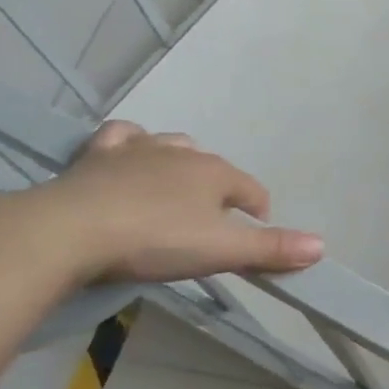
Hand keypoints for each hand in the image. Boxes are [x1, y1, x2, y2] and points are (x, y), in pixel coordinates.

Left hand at [23, 121, 323, 284]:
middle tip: (210, 223)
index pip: (252, 189)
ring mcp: (136, 151)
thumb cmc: (153, 240)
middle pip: (213, 167)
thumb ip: (270, 248)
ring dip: (181, 163)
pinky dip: (130, 144)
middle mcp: (181, 153)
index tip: (255, 235)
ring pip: (172, 145)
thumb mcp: (219, 251)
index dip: (258, 211)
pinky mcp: (95, 156)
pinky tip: (127, 157)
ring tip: (176, 190)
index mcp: (215, 173)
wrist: (67, 231)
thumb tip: (322, 246)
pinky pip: (121, 137)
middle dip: (220, 190)